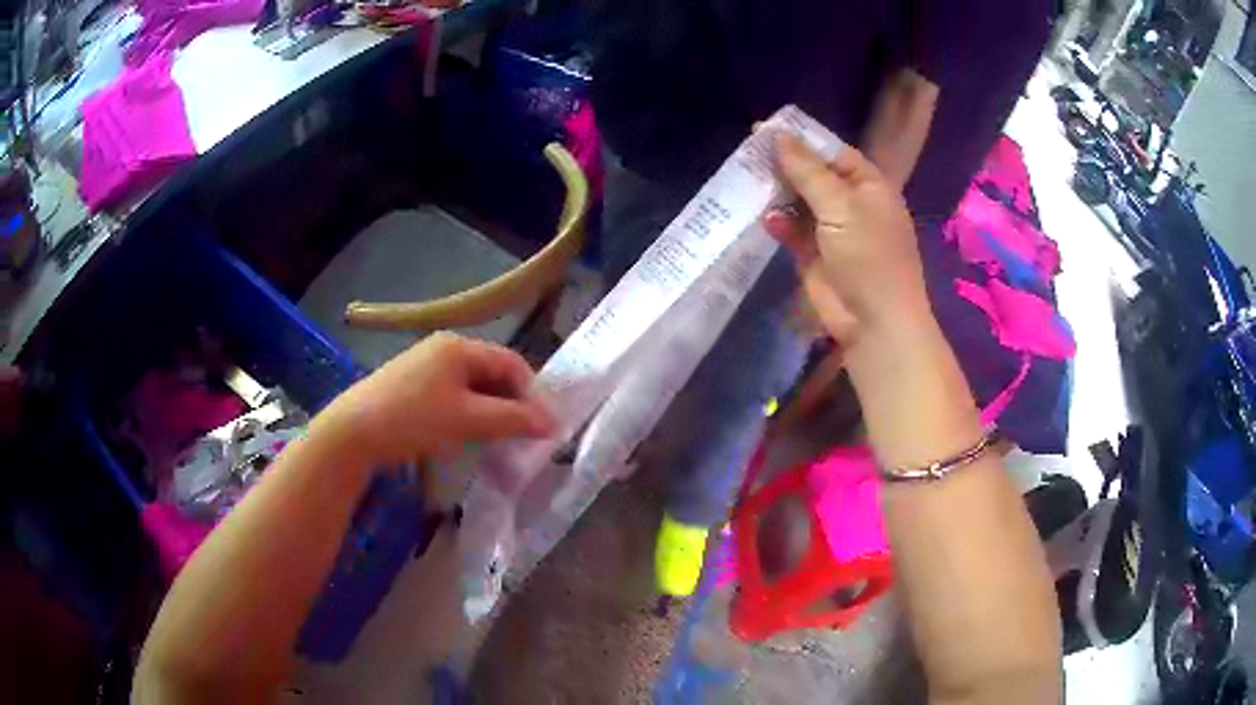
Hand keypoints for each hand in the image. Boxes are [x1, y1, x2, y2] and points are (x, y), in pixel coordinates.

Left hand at [317, 333, 554, 466]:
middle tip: (521, 436)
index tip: (543, 426)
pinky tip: (464, 435)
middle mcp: (443, 348)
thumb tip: (554, 424)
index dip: (532, 393)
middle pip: (491, 372)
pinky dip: (467, 413)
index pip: (511, 362)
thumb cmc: (414, 419)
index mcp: (459, 346)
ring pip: (471, 386)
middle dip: (510, 403)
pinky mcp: (410, 385)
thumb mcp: (468, 420)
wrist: (353, 432)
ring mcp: (424, 365)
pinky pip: (451, 395)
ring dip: (489, 411)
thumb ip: (513, 419)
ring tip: (496, 440)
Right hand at [766, 133, 930, 345]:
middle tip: (748, 154)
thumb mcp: (841, 204)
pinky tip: (765, 219)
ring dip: (777, 193)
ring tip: (747, 180)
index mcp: (868, 185)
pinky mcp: (814, 256)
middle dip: (784, 166)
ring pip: (799, 202)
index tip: (765, 130)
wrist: (874, 321)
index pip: (832, 152)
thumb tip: (778, 135)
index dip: (801, 140)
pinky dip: (779, 223)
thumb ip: (807, 170)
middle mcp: (851, 204)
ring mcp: (833, 231)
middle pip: (813, 175)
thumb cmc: (868, 255)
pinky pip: (793, 231)